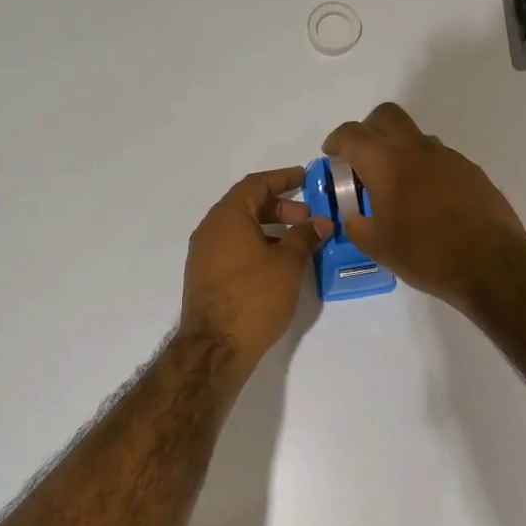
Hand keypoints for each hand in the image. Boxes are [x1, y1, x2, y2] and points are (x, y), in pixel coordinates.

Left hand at [181, 168, 331, 365]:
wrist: (216, 347)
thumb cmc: (254, 297)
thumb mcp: (287, 264)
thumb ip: (305, 237)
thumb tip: (321, 222)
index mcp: (227, 217)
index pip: (255, 184)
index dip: (282, 178)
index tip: (306, 179)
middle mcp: (210, 229)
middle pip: (247, 205)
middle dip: (280, 207)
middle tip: (308, 219)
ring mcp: (205, 254)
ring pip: (241, 229)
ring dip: (270, 229)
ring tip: (299, 243)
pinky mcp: (206, 277)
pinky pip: (234, 248)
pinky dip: (257, 246)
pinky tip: (279, 264)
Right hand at [322, 103, 525, 307]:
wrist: (490, 264)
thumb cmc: (425, 255)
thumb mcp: (377, 247)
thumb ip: (356, 225)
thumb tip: (353, 215)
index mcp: (387, 163)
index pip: (353, 134)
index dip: (337, 141)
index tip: (332, 155)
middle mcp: (417, 149)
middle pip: (387, 116)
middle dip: (369, 129)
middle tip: (363, 158)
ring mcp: (448, 157)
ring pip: (415, 137)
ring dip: (399, 151)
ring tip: (397, 188)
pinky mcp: (471, 171)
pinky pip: (439, 159)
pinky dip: (425, 169)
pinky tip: (428, 202)